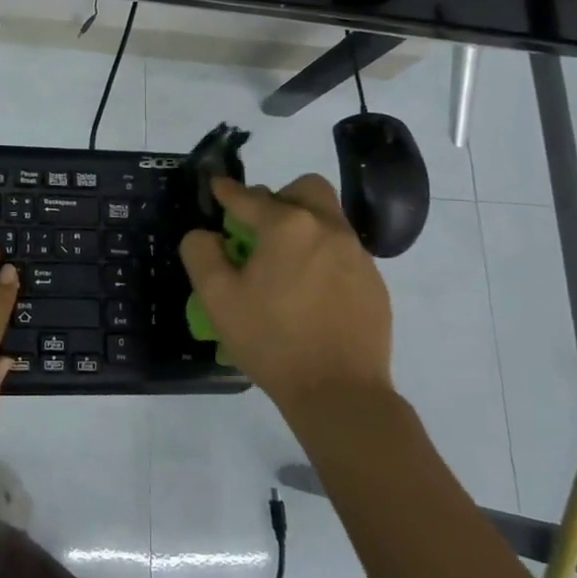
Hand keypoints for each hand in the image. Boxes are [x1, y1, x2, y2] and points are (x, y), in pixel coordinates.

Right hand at [179, 174, 392, 414]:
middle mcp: (328, 229)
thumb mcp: (217, 298)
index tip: (216, 186)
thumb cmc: (272, 340)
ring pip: (328, 220)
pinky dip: (322, 257)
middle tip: (260, 228)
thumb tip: (206, 234)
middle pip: (305, 189)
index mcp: (288, 226)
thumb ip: (202, 254)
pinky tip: (310, 293)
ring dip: (303, 226)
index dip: (227, 191)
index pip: (249, 198)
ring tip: (284, 264)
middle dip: (279, 197)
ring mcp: (357, 255)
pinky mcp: (375, 283)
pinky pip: (344, 253)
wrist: (340, 392)